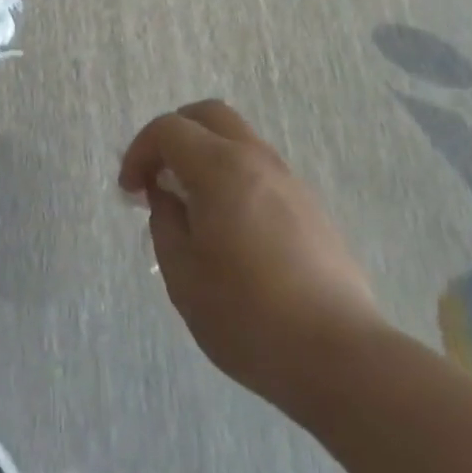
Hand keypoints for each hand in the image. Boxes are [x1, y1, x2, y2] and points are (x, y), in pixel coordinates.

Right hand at [119, 100, 386, 404]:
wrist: (340, 357)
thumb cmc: (248, 316)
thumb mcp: (183, 276)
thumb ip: (165, 223)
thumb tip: (167, 198)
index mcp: (220, 168)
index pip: (168, 129)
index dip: (139, 151)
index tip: (131, 191)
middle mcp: (256, 159)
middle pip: (208, 115)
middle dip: (174, 134)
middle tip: (159, 175)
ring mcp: (290, 181)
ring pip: (239, 139)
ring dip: (206, 155)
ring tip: (193, 205)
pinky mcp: (311, 207)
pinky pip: (261, 169)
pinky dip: (234, 176)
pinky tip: (231, 227)